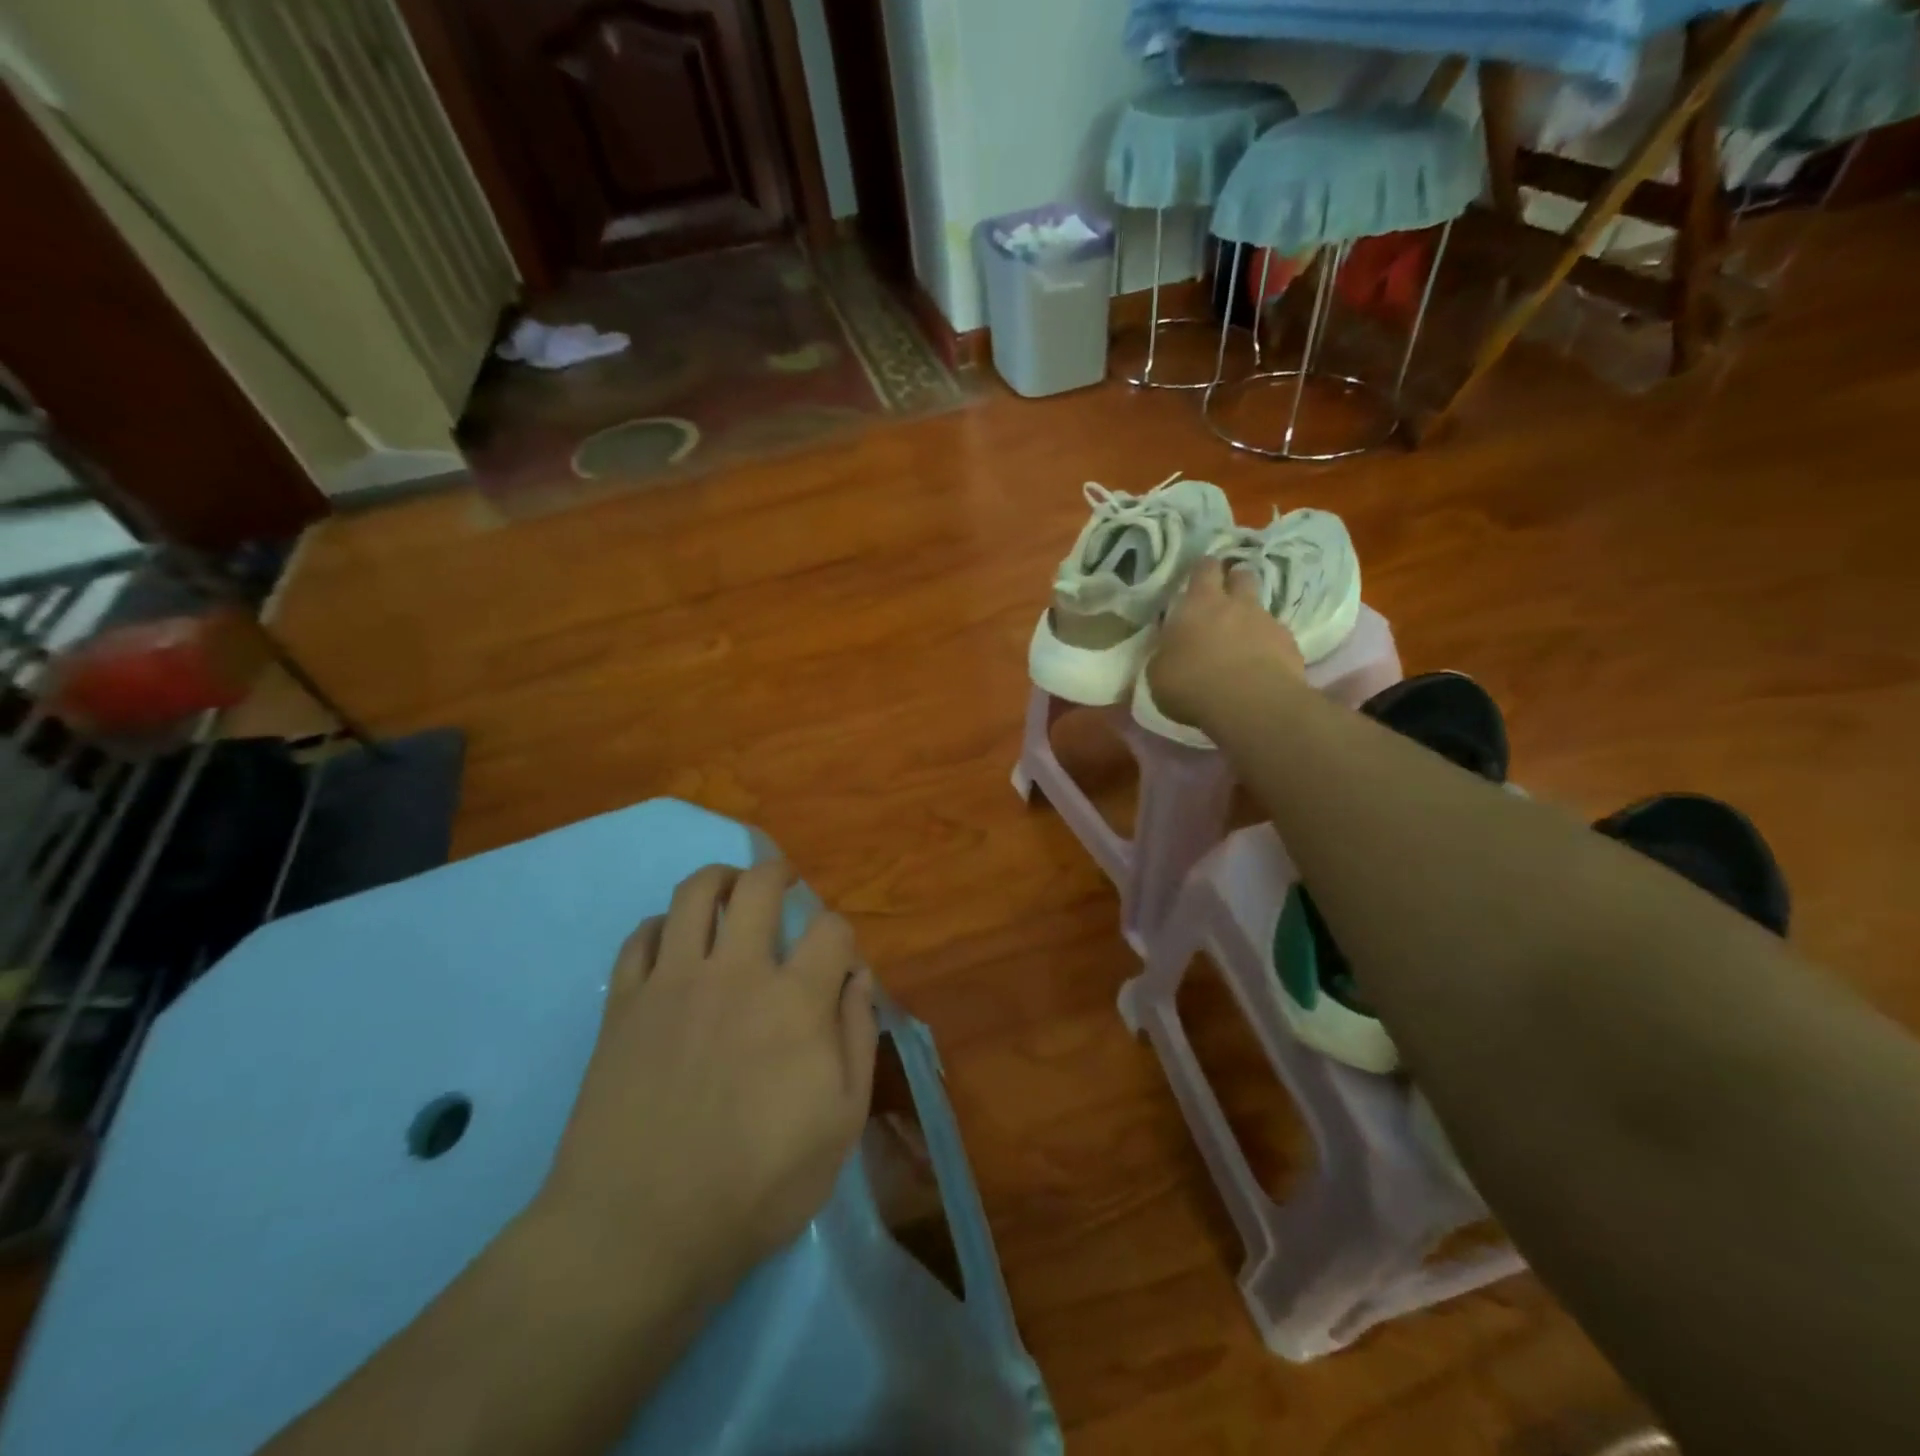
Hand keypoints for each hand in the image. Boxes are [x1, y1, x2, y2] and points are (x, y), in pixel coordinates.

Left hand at [536, 861, 876, 1303]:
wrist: (638, 1231)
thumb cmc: (755, 1187)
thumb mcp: (840, 1125)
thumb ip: (858, 1039)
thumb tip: (859, 978)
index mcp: (794, 1000)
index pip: (831, 929)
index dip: (842, 935)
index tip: (837, 960)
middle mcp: (735, 972)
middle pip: (759, 886)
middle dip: (779, 874)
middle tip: (784, 884)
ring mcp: (673, 982)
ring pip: (694, 893)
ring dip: (719, 879)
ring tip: (729, 890)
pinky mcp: (624, 1003)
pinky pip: (639, 936)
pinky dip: (661, 926)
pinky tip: (671, 942)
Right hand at [1146, 559, 1304, 732]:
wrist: (1250, 705)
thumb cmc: (1192, 685)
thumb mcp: (1158, 673)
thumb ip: (1165, 653)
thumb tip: (1169, 649)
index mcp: (1198, 604)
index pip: (1204, 568)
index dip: (1203, 570)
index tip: (1199, 578)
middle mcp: (1236, 604)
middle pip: (1241, 575)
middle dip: (1234, 581)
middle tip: (1224, 599)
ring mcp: (1267, 622)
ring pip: (1261, 607)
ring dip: (1250, 617)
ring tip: (1241, 640)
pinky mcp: (1290, 645)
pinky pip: (1277, 637)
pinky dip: (1268, 646)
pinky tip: (1260, 666)